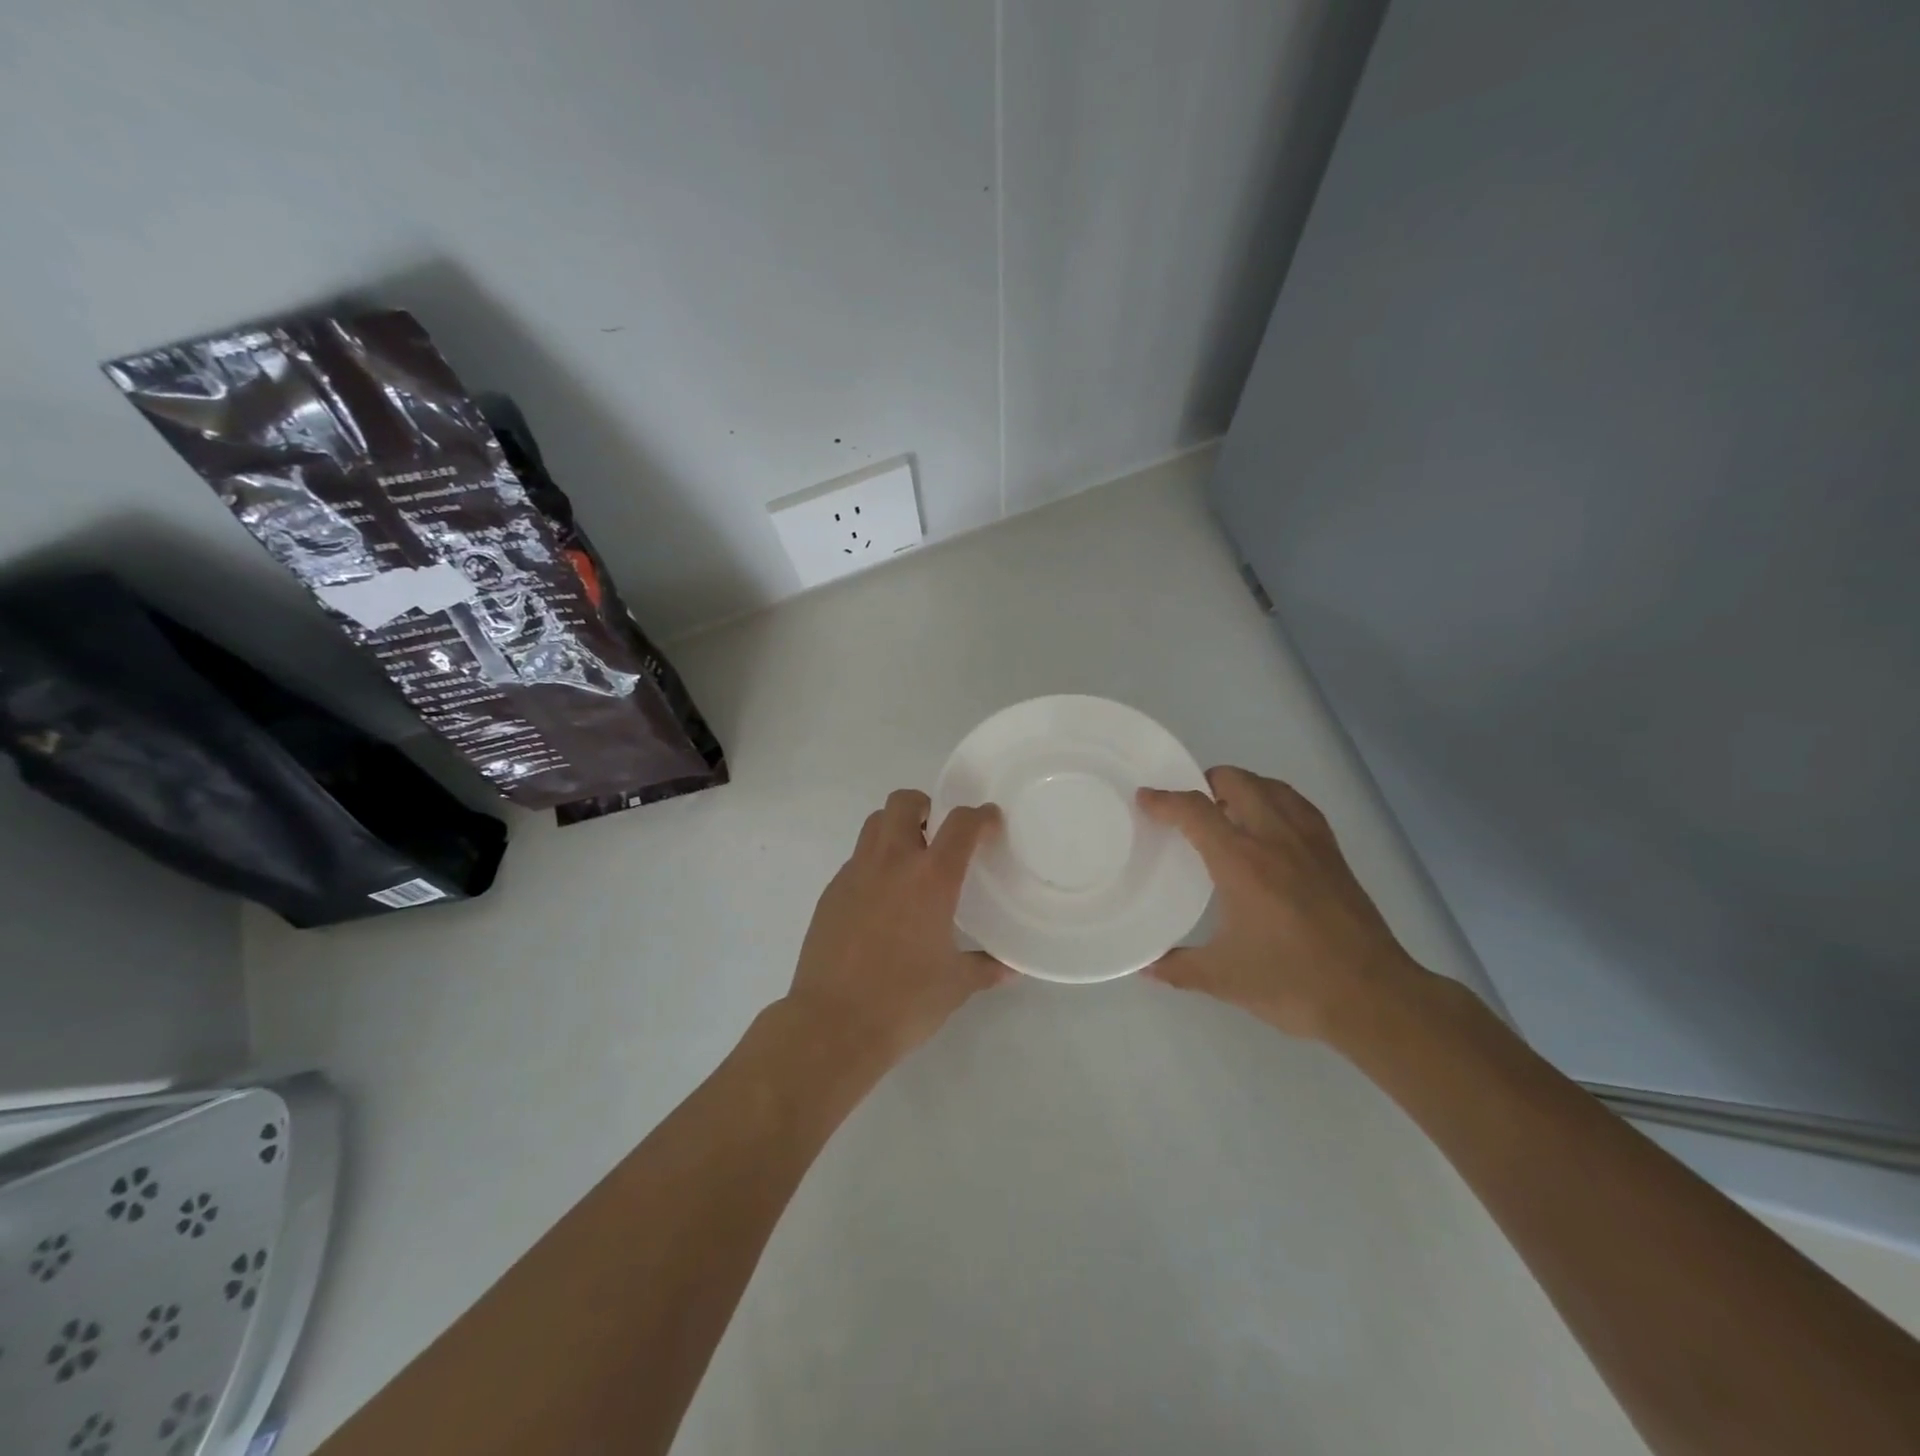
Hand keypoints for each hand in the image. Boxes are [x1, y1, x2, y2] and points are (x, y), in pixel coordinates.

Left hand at [785, 789, 1005, 1068]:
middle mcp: (892, 863)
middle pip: (903, 803)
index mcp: (931, 879)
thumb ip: (985, 968)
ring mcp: (855, 874)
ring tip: (911, 860)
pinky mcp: (831, 893)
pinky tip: (882, 899)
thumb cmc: (904, 1002)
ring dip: (895, 828)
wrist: (832, 1025)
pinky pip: (856, 860)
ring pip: (874, 825)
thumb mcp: (955, 985)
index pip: (960, 824)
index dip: (979, 816)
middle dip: (924, 805)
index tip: (989, 821)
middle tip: (938, 832)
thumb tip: (1009, 968)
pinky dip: (874, 863)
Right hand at [1139, 767, 1427, 1040]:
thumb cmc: (1292, 982)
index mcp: (1241, 861)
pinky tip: (1271, 827)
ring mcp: (1310, 842)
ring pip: (1272, 787)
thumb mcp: (1223, 978)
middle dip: (1206, 782)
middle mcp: (1274, 838)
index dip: (1164, 800)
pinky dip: (1276, 801)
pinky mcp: (1333, 854)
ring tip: (1227, 810)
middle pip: (1237, 781)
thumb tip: (1144, 966)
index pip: (1194, 810)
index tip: (1145, 798)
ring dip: (1244, 787)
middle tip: (1188, 805)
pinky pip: (1299, 806)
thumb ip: (1178, 967)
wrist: (1372, 997)